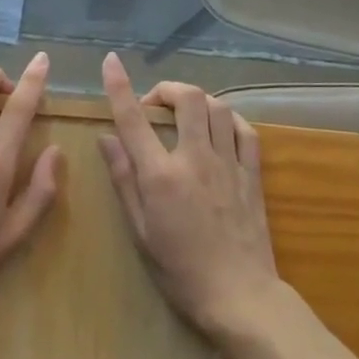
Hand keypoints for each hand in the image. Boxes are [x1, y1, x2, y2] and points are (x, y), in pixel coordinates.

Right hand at [97, 52, 279, 341]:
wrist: (240, 297)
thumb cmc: (181, 272)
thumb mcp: (142, 232)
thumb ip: (124, 180)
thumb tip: (106, 138)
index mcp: (161, 175)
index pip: (134, 119)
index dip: (120, 86)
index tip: (111, 62)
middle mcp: (195, 158)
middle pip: (187, 98)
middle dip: (167, 89)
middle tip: (155, 106)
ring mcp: (228, 163)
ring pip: (217, 107)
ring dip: (198, 101)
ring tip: (184, 115)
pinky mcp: (252, 173)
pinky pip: (245, 130)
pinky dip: (229, 120)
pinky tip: (219, 129)